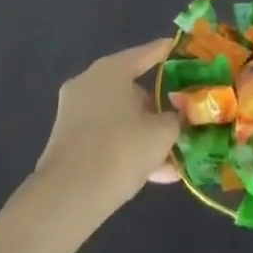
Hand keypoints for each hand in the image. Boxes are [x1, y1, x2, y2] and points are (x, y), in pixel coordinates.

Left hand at [34, 40, 180, 212]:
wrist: (67, 199)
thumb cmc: (119, 150)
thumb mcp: (160, 134)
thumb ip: (176, 119)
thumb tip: (179, 115)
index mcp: (112, 69)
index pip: (148, 53)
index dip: (170, 53)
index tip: (186, 53)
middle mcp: (91, 82)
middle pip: (133, 88)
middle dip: (159, 107)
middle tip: (181, 120)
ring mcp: (76, 112)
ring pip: (121, 117)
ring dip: (146, 134)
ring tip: (174, 157)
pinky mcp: (69, 141)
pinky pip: (107, 137)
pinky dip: (128, 149)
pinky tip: (156, 175)